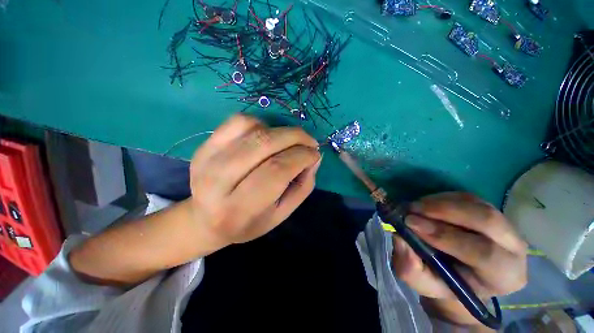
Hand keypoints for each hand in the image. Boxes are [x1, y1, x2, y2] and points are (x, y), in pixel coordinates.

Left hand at [189, 114, 320, 247]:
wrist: (205, 219)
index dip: (302, 157)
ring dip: (280, 131)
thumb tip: (315, 157)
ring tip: (289, 142)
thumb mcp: (281, 214)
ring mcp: (207, 157)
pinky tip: (267, 136)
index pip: (277, 170)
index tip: (315, 155)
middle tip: (310, 142)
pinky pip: (238, 121)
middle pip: (264, 144)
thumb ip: (302, 186)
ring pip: (252, 128)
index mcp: (239, 207)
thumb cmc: (248, 222)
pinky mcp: (205, 145)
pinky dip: (260, 124)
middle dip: (295, 137)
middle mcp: (218, 180)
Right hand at [391, 192, 526, 325]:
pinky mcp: (488, 210)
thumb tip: (400, 239)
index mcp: (503, 276)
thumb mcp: (423, 284)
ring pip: (475, 205)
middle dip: (444, 211)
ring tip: (413, 207)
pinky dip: (441, 198)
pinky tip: (424, 205)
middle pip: (486, 219)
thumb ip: (411, 269)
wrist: (458, 275)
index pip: (483, 253)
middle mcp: (513, 247)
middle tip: (411, 209)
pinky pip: (467, 197)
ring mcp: (504, 225)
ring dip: (439, 203)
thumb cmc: (443, 284)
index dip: (445, 236)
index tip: (410, 223)